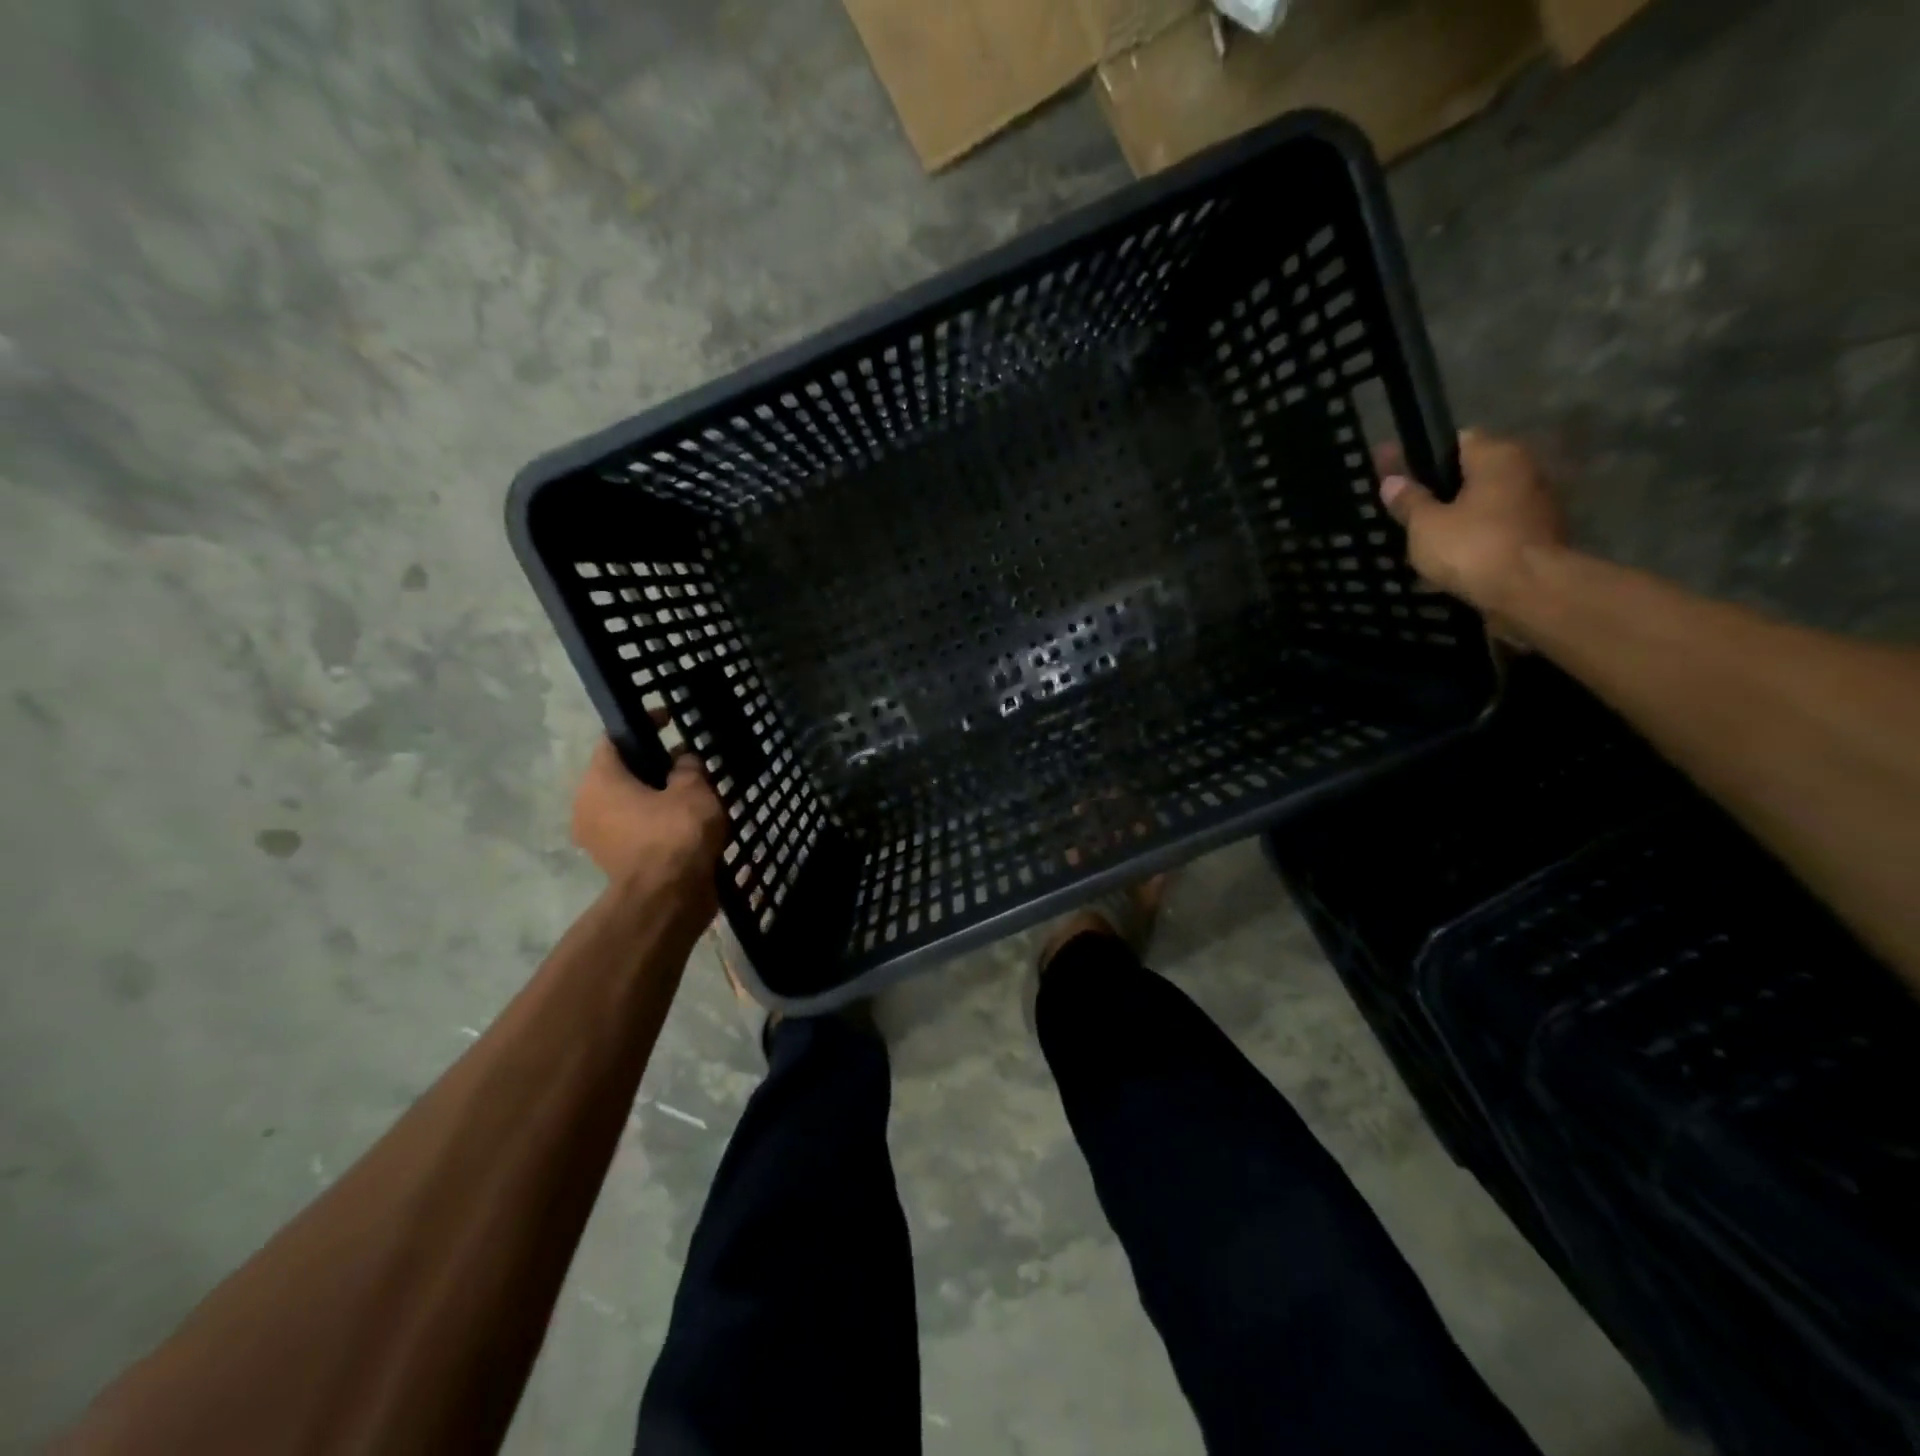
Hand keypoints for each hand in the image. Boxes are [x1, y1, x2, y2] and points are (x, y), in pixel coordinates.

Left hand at [572, 733, 725, 898]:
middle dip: (655, 765)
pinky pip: (638, 829)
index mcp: (599, 780)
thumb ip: (688, 767)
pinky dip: (658, 821)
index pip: (615, 738)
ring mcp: (599, 837)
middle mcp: (588, 805)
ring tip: (696, 792)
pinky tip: (689, 821)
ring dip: (658, 795)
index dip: (643, 724)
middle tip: (689, 760)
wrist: (667, 900)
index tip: (670, 719)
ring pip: (630, 803)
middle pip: (622, 773)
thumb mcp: (693, 789)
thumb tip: (683, 760)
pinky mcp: (616, 861)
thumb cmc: (675, 833)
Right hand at [1378, 430, 1566, 622]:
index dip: (1426, 457)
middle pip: (1473, 474)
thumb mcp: (1425, 525)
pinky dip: (1476, 539)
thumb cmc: (1472, 547)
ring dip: (1460, 518)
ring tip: (1426, 541)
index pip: (1457, 441)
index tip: (1401, 478)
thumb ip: (1408, 501)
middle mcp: (1524, 470)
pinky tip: (1452, 559)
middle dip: (1443, 491)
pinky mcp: (1539, 536)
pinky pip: (1497, 530)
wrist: (1529, 591)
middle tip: (1409, 513)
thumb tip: (1391, 482)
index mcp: (1497, 456)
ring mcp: (1537, 504)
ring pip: (1486, 504)